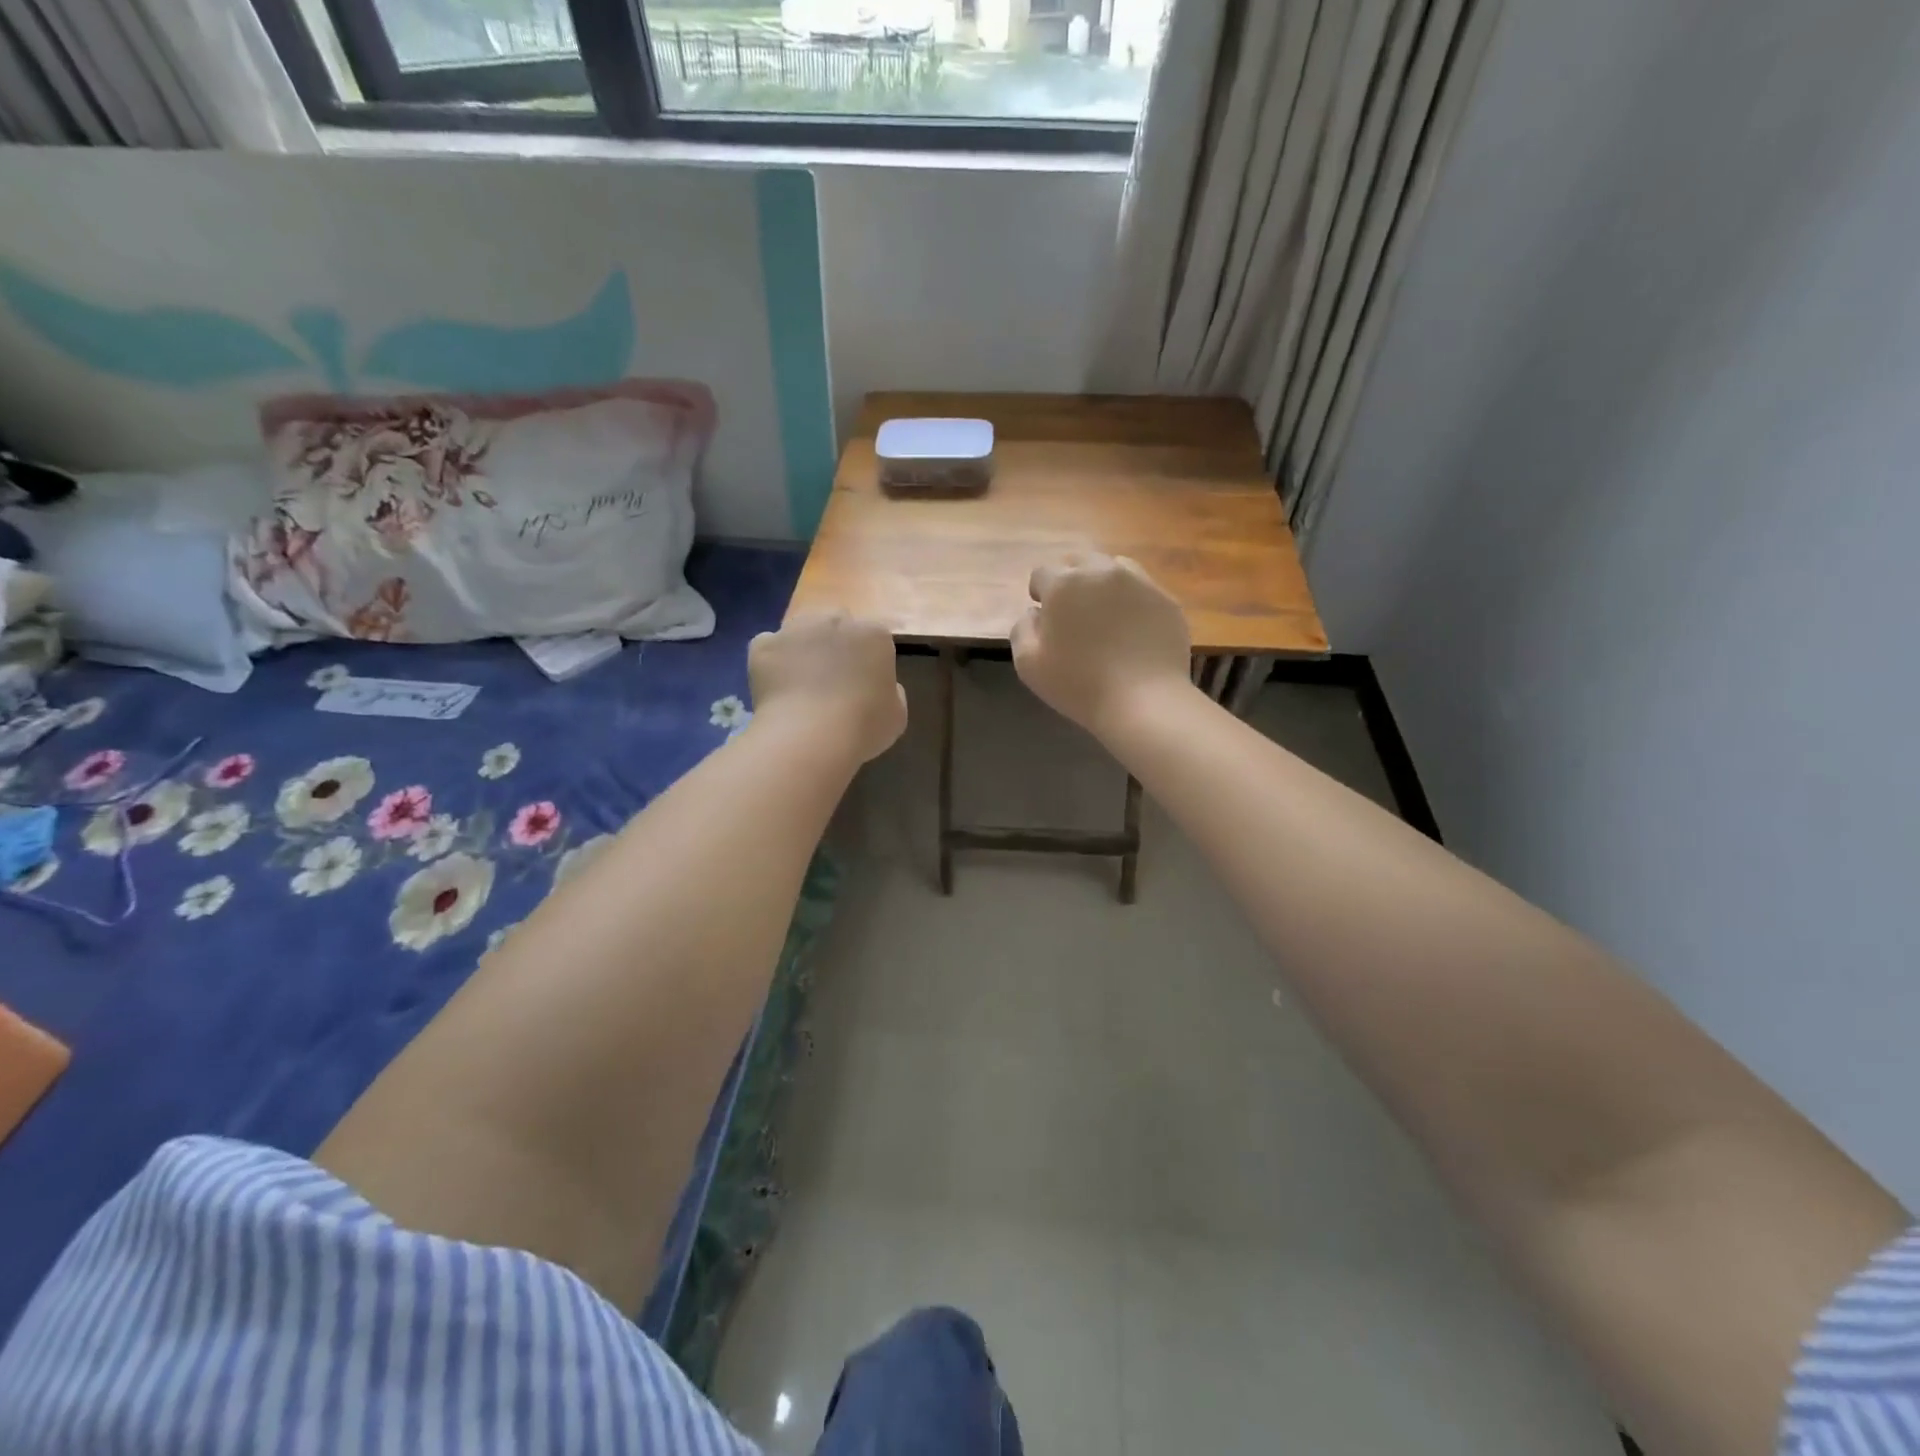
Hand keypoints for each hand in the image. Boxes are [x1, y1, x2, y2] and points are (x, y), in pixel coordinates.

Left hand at [749, 611, 907, 763]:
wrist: (810, 737)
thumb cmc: (863, 727)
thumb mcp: (897, 715)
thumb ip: (891, 692)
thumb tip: (880, 685)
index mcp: (873, 634)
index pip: (873, 636)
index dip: (868, 658)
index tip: (864, 683)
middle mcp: (835, 620)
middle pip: (836, 622)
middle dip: (835, 643)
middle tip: (832, 678)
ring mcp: (796, 629)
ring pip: (800, 630)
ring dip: (803, 647)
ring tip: (800, 681)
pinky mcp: (764, 644)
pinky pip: (768, 647)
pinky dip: (771, 661)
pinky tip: (776, 686)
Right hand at [1012, 553, 1192, 737]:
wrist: (1144, 701)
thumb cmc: (1078, 684)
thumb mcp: (1028, 664)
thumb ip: (1023, 629)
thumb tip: (1034, 613)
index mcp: (1064, 584)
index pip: (1042, 573)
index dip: (1040, 593)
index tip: (1045, 616)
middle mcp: (1101, 571)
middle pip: (1079, 561)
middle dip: (1070, 580)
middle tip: (1072, 613)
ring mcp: (1139, 582)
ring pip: (1114, 568)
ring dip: (1102, 584)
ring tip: (1104, 616)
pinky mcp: (1166, 600)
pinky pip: (1142, 590)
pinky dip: (1132, 601)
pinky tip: (1132, 630)